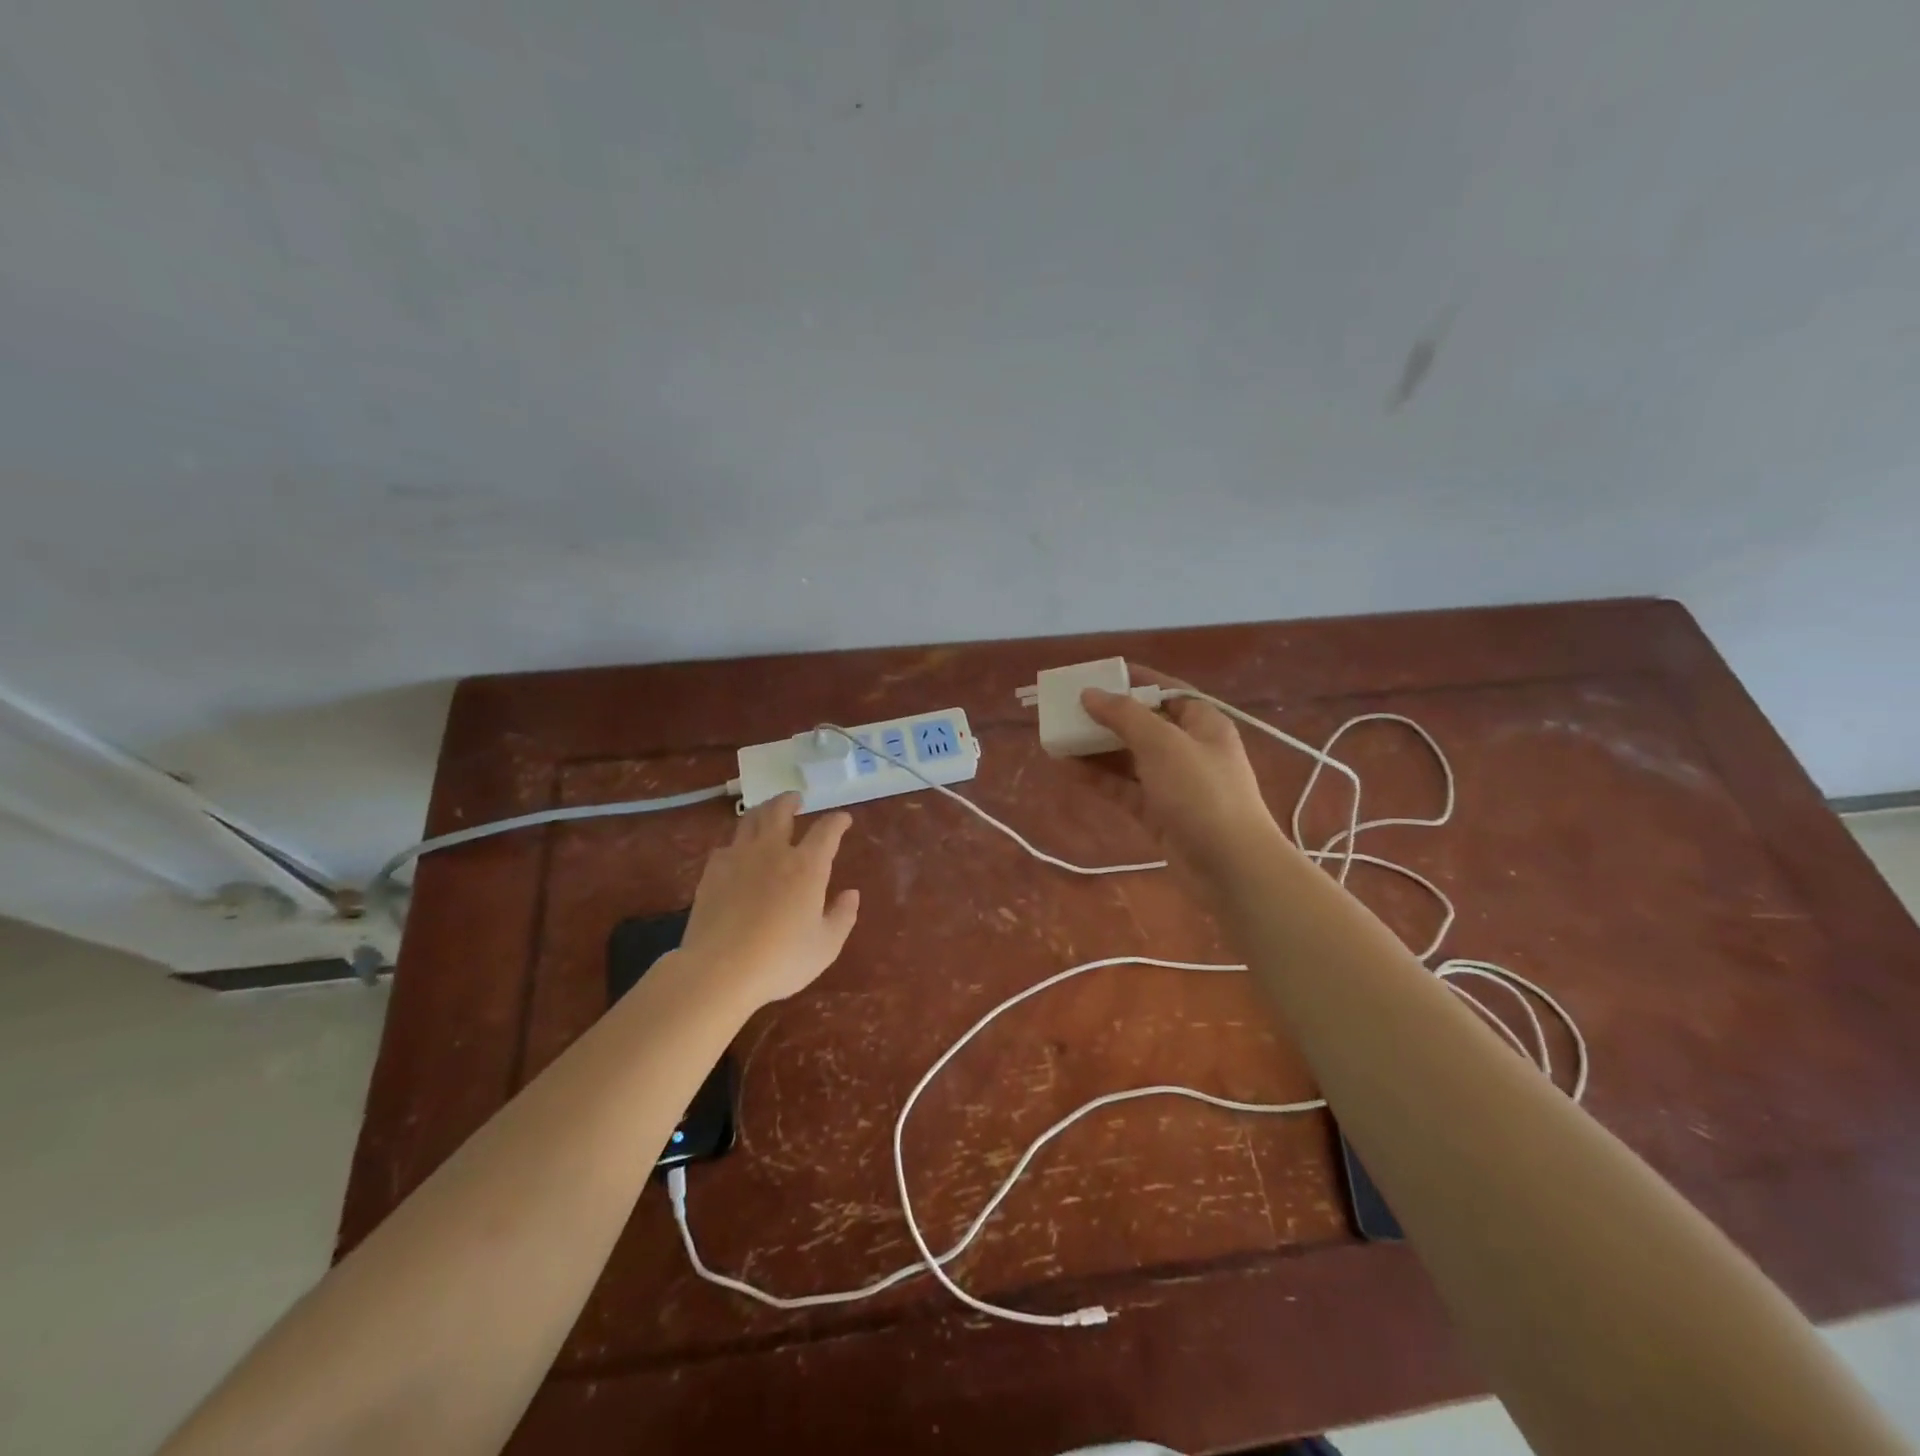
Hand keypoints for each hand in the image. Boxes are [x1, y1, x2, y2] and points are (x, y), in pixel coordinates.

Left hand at [678, 793, 860, 1007]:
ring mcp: (738, 858)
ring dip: (763, 811)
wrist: (719, 971)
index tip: (843, 819)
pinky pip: (726, 846)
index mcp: (807, 866)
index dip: (838, 821)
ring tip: (767, 812)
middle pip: (780, 811)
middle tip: (796, 799)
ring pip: (750, 820)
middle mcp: (773, 852)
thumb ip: (842, 916)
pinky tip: (738, 852)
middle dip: (790, 801)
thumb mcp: (826, 946)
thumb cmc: (781, 960)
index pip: (827, 831)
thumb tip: (851, 893)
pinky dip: (738, 842)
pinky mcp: (712, 872)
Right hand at [1079, 666, 1288, 892]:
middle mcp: (1188, 748)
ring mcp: (1172, 782)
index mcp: (1201, 723)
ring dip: (1095, 747)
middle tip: (1065, 709)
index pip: (1164, 691)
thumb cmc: (1202, 793)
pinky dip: (1097, 776)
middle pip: (1141, 723)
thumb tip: (1090, 694)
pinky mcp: (1157, 812)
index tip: (1093, 676)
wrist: (1231, 867)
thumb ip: (1125, 715)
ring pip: (1127, 756)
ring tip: (1057, 736)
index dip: (1130, 681)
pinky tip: (1066, 766)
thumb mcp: (1163, 744)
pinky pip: (1122, 786)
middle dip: (1105, 716)